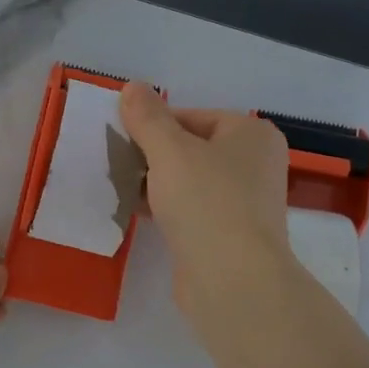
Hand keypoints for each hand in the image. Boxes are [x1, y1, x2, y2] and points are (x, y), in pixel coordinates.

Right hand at [118, 81, 292, 321]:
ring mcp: (244, 202)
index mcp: (250, 134)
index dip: (153, 124)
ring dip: (154, 182)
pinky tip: (135, 212)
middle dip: (151, 155)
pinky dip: (165, 208)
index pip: (192, 116)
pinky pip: (191, 210)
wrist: (233, 281)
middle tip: (114, 163)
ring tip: (118, 187)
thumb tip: (132, 87)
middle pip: (190, 148)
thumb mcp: (170, 151)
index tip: (120, 138)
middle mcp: (254, 164)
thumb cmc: (207, 202)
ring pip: (188, 181)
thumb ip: (148, 118)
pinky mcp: (229, 235)